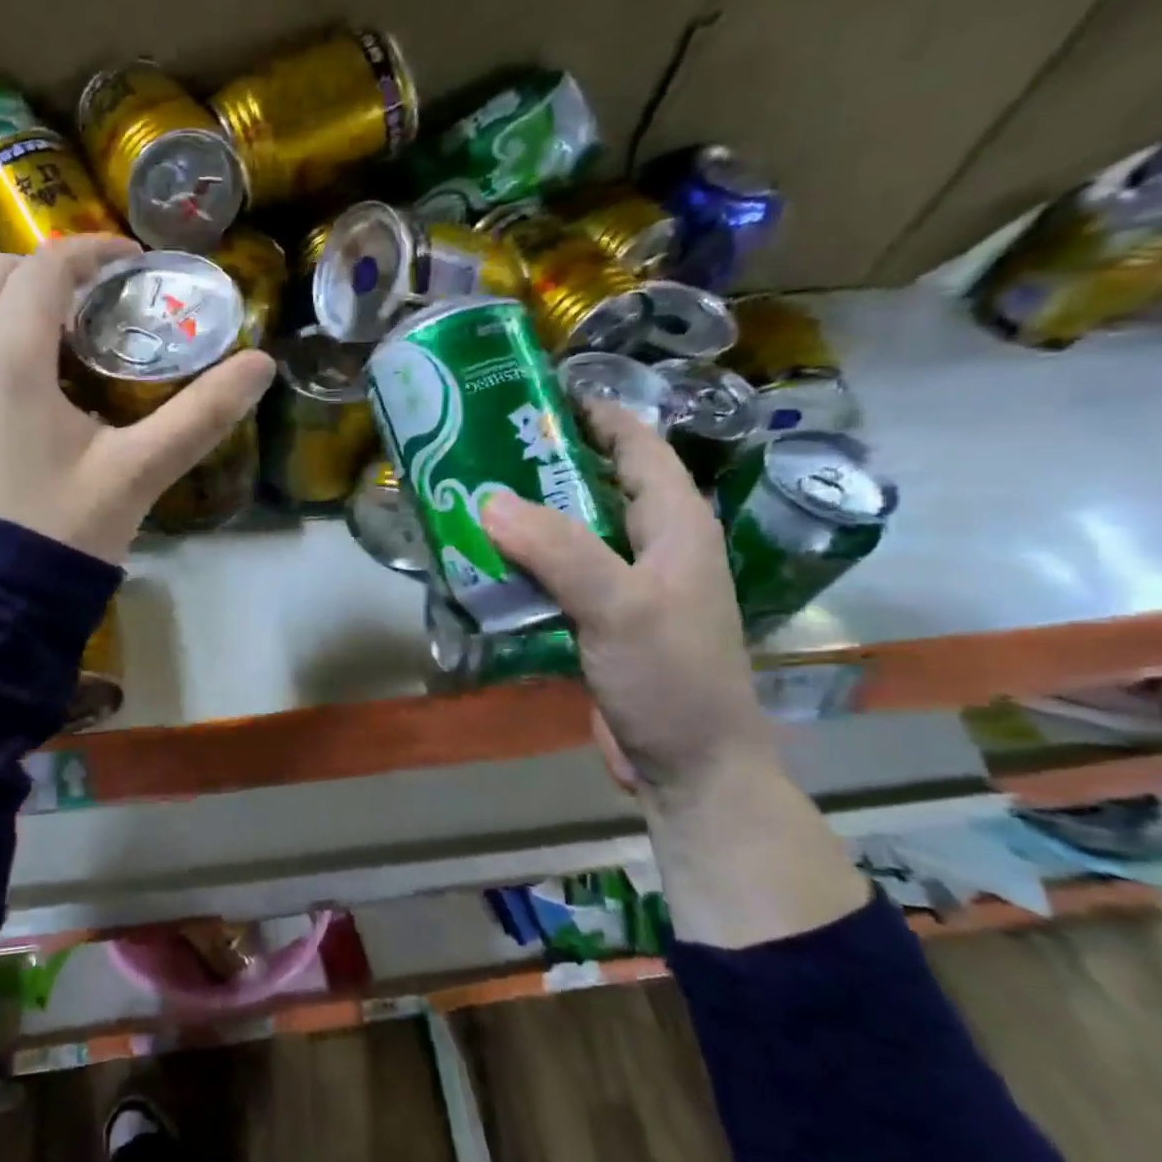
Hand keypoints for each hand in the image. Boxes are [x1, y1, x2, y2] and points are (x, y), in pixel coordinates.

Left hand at [0, 235, 275, 563]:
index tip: (138, 262)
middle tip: (108, 293)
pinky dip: (1, 331)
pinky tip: (42, 374)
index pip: (47, 266)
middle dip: (54, 267)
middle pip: (0, 272)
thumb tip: (262, 365)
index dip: (95, 251)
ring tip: (79, 328)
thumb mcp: (139, 470)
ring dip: (23, 298)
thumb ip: (202, 414)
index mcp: (9, 354)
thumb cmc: (64, 527)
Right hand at [480, 400, 776, 800]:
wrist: (690, 767)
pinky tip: (486, 563)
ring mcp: (628, 586)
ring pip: (574, 533)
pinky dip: (526, 564)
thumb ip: (558, 550)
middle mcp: (655, 546)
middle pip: (599, 486)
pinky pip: (560, 576)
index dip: (597, 414)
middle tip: (483, 447)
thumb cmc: (670, 679)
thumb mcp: (618, 607)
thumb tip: (489, 500)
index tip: (539, 394)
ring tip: (472, 497)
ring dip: (529, 517)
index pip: (639, 447)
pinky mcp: (603, 621)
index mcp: (677, 525)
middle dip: (547, 464)